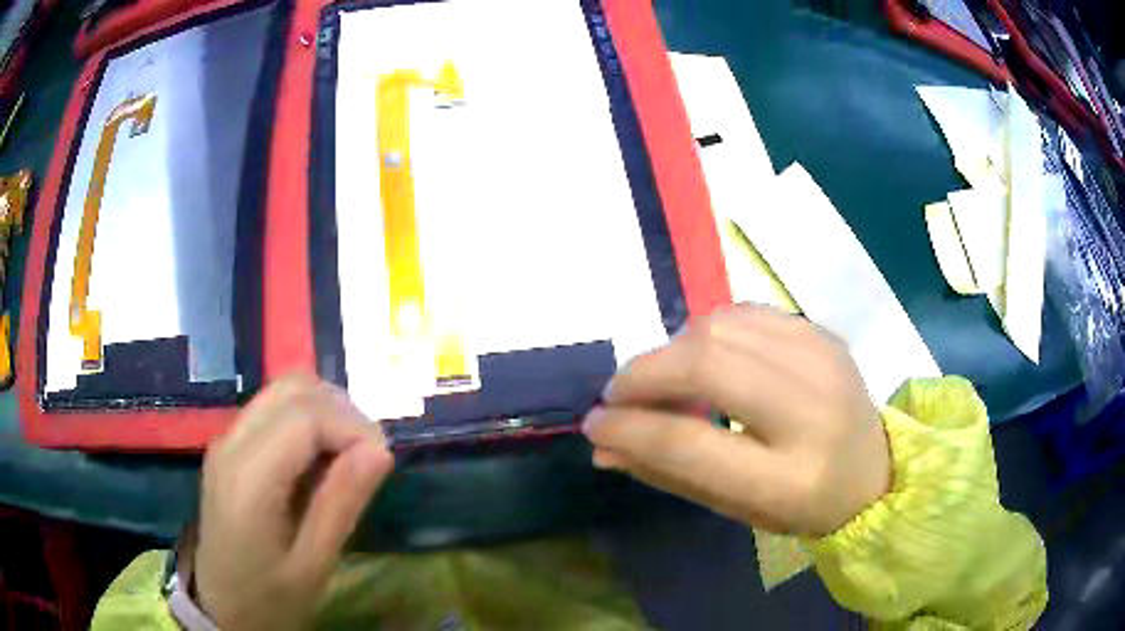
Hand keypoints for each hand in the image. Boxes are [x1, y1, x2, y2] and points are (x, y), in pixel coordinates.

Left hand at [193, 374, 393, 630]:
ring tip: (347, 458)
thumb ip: (341, 504)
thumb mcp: (313, 564)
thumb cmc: (269, 598)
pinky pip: (273, 410)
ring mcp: (226, 440)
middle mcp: (231, 442)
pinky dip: (306, 420)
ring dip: (324, 411)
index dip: (352, 427)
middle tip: (368, 457)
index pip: (305, 415)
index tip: (381, 462)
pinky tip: (319, 461)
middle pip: (293, 387)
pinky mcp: (230, 447)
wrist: (221, 608)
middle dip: (341, 411)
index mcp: (248, 477)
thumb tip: (381, 451)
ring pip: (283, 391)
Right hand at [583, 304, 889, 536]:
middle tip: (621, 393)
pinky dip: (709, 331)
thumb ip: (668, 473)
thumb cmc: (801, 505)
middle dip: (646, 373)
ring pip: (722, 328)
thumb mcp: (735, 508)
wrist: (874, 472)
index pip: (690, 444)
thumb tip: (603, 443)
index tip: (594, 422)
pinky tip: (707, 357)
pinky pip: (746, 313)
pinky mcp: (824, 335)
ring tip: (665, 378)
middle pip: (708, 366)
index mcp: (789, 479)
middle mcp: (812, 412)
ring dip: (675, 349)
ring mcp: (824, 362)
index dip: (630, 429)